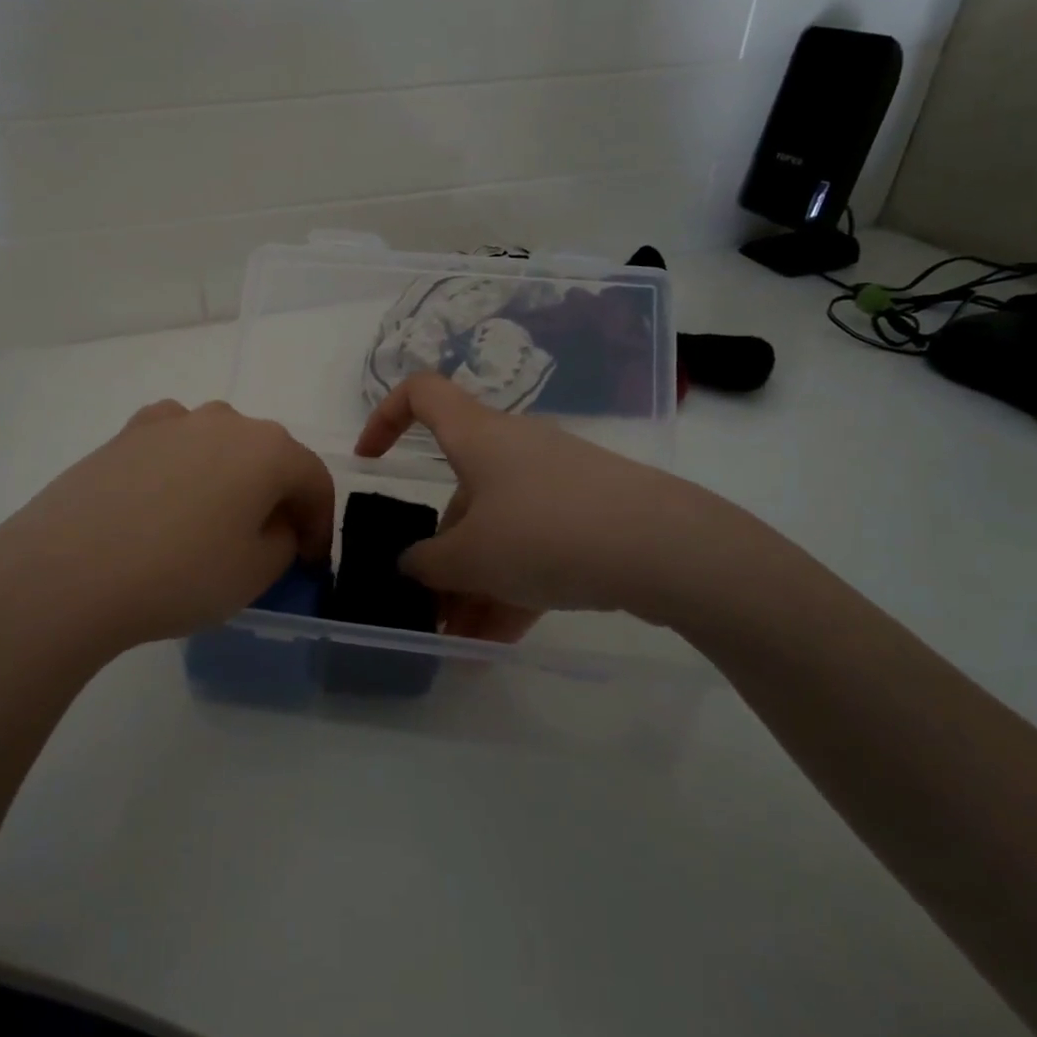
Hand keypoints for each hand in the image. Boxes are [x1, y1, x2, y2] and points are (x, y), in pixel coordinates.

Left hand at [0, 400, 332, 665]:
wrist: (67, 572)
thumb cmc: (179, 575)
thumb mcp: (255, 573)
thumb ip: (284, 542)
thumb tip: (275, 524)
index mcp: (269, 449)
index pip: (314, 481)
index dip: (321, 524)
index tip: (312, 561)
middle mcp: (226, 420)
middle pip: (269, 457)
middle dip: (277, 498)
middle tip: (268, 543)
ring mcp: (172, 421)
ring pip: (221, 446)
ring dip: (230, 479)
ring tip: (212, 522)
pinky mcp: (127, 432)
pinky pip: (174, 444)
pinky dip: (184, 467)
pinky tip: (166, 499)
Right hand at [355, 374, 808, 636]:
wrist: (666, 548)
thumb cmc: (545, 533)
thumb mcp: (471, 558)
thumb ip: (426, 564)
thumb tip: (412, 565)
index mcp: (476, 436)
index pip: (420, 393)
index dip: (384, 417)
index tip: (369, 463)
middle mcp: (513, 448)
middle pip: (460, 490)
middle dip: (440, 553)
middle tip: (430, 608)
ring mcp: (555, 480)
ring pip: (498, 527)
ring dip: (474, 582)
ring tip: (463, 643)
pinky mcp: (589, 512)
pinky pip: (536, 545)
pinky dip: (514, 585)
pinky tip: (502, 641)